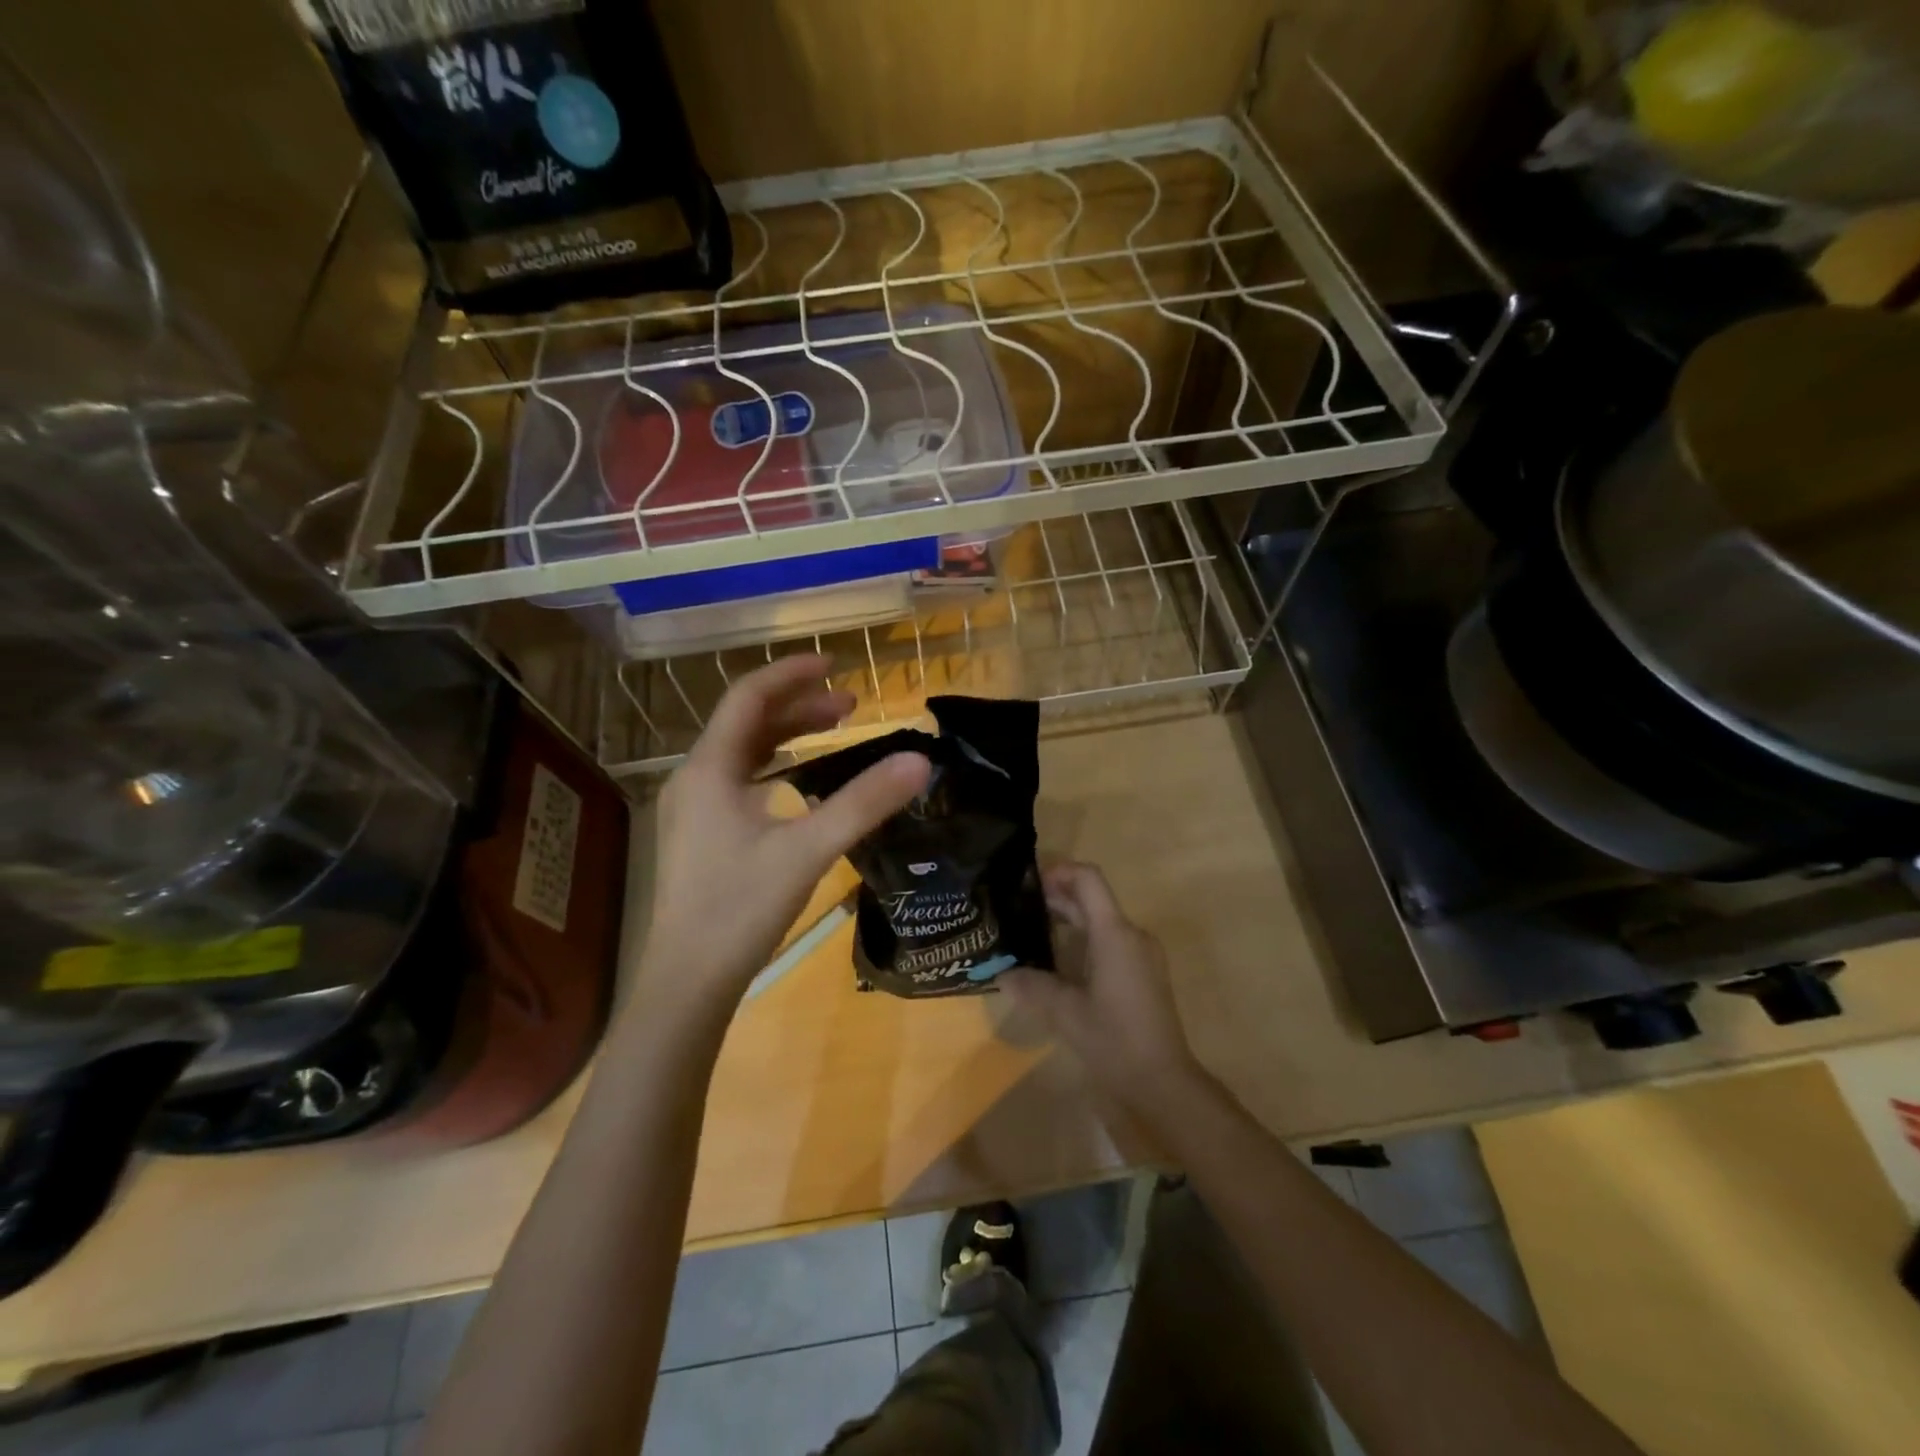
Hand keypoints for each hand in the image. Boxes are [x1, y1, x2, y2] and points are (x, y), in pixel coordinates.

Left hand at [636, 655, 929, 1021]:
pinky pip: (740, 779)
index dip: (791, 673)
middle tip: (851, 705)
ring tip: (834, 730)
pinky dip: (775, 764)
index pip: (748, 697)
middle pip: (747, 721)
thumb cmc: (740, 908)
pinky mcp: (701, 834)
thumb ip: (863, 803)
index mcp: (709, 768)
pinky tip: (801, 781)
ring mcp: (694, 808)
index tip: (835, 663)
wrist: (687, 981)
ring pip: (743, 751)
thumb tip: (920, 762)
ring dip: (787, 734)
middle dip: (799, 705)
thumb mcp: (808, 850)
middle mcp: (695, 778)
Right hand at [1000, 863, 1205, 1111]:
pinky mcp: (1144, 971)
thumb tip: (1001, 973)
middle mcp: (1132, 934)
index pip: (1088, 879)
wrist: (1164, 1082)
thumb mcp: (1065, 1014)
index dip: (1059, 871)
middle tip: (1018, 908)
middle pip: (1092, 899)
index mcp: (1114, 933)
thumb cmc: (1115, 1041)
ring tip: (1031, 932)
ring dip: (1068, 919)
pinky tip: (1059, 961)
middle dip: (1056, 897)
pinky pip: (1111, 940)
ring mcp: (1142, 953)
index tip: (1028, 884)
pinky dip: (1083, 939)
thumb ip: (1031, 986)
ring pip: (1101, 920)